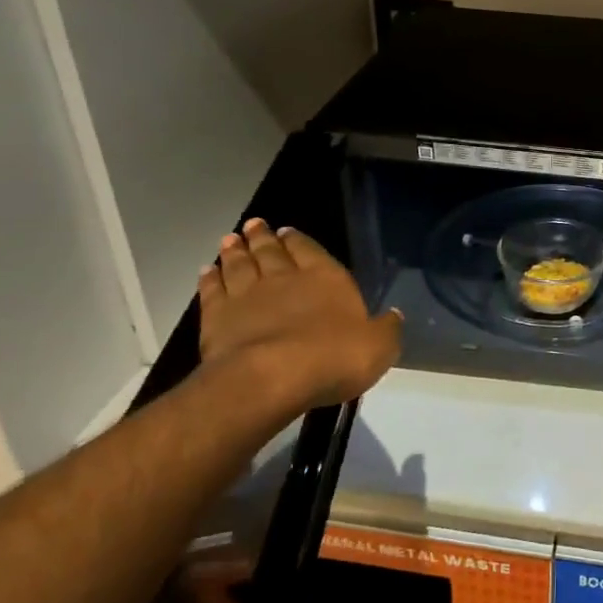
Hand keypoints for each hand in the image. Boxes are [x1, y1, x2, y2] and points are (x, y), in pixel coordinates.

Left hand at [198, 219, 402, 412]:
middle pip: (271, 251)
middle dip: (264, 237)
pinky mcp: (217, 317)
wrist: (271, 378)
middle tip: (254, 224)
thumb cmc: (333, 358)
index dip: (299, 240)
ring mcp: (247, 295)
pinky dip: (210, 278)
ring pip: (239, 265)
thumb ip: (386, 329)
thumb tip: (394, 315)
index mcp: (326, 278)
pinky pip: (212, 291)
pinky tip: (207, 271)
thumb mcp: (379, 347)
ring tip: (230, 239)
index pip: (311, 250)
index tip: (286, 230)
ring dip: (235, 251)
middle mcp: (285, 278)